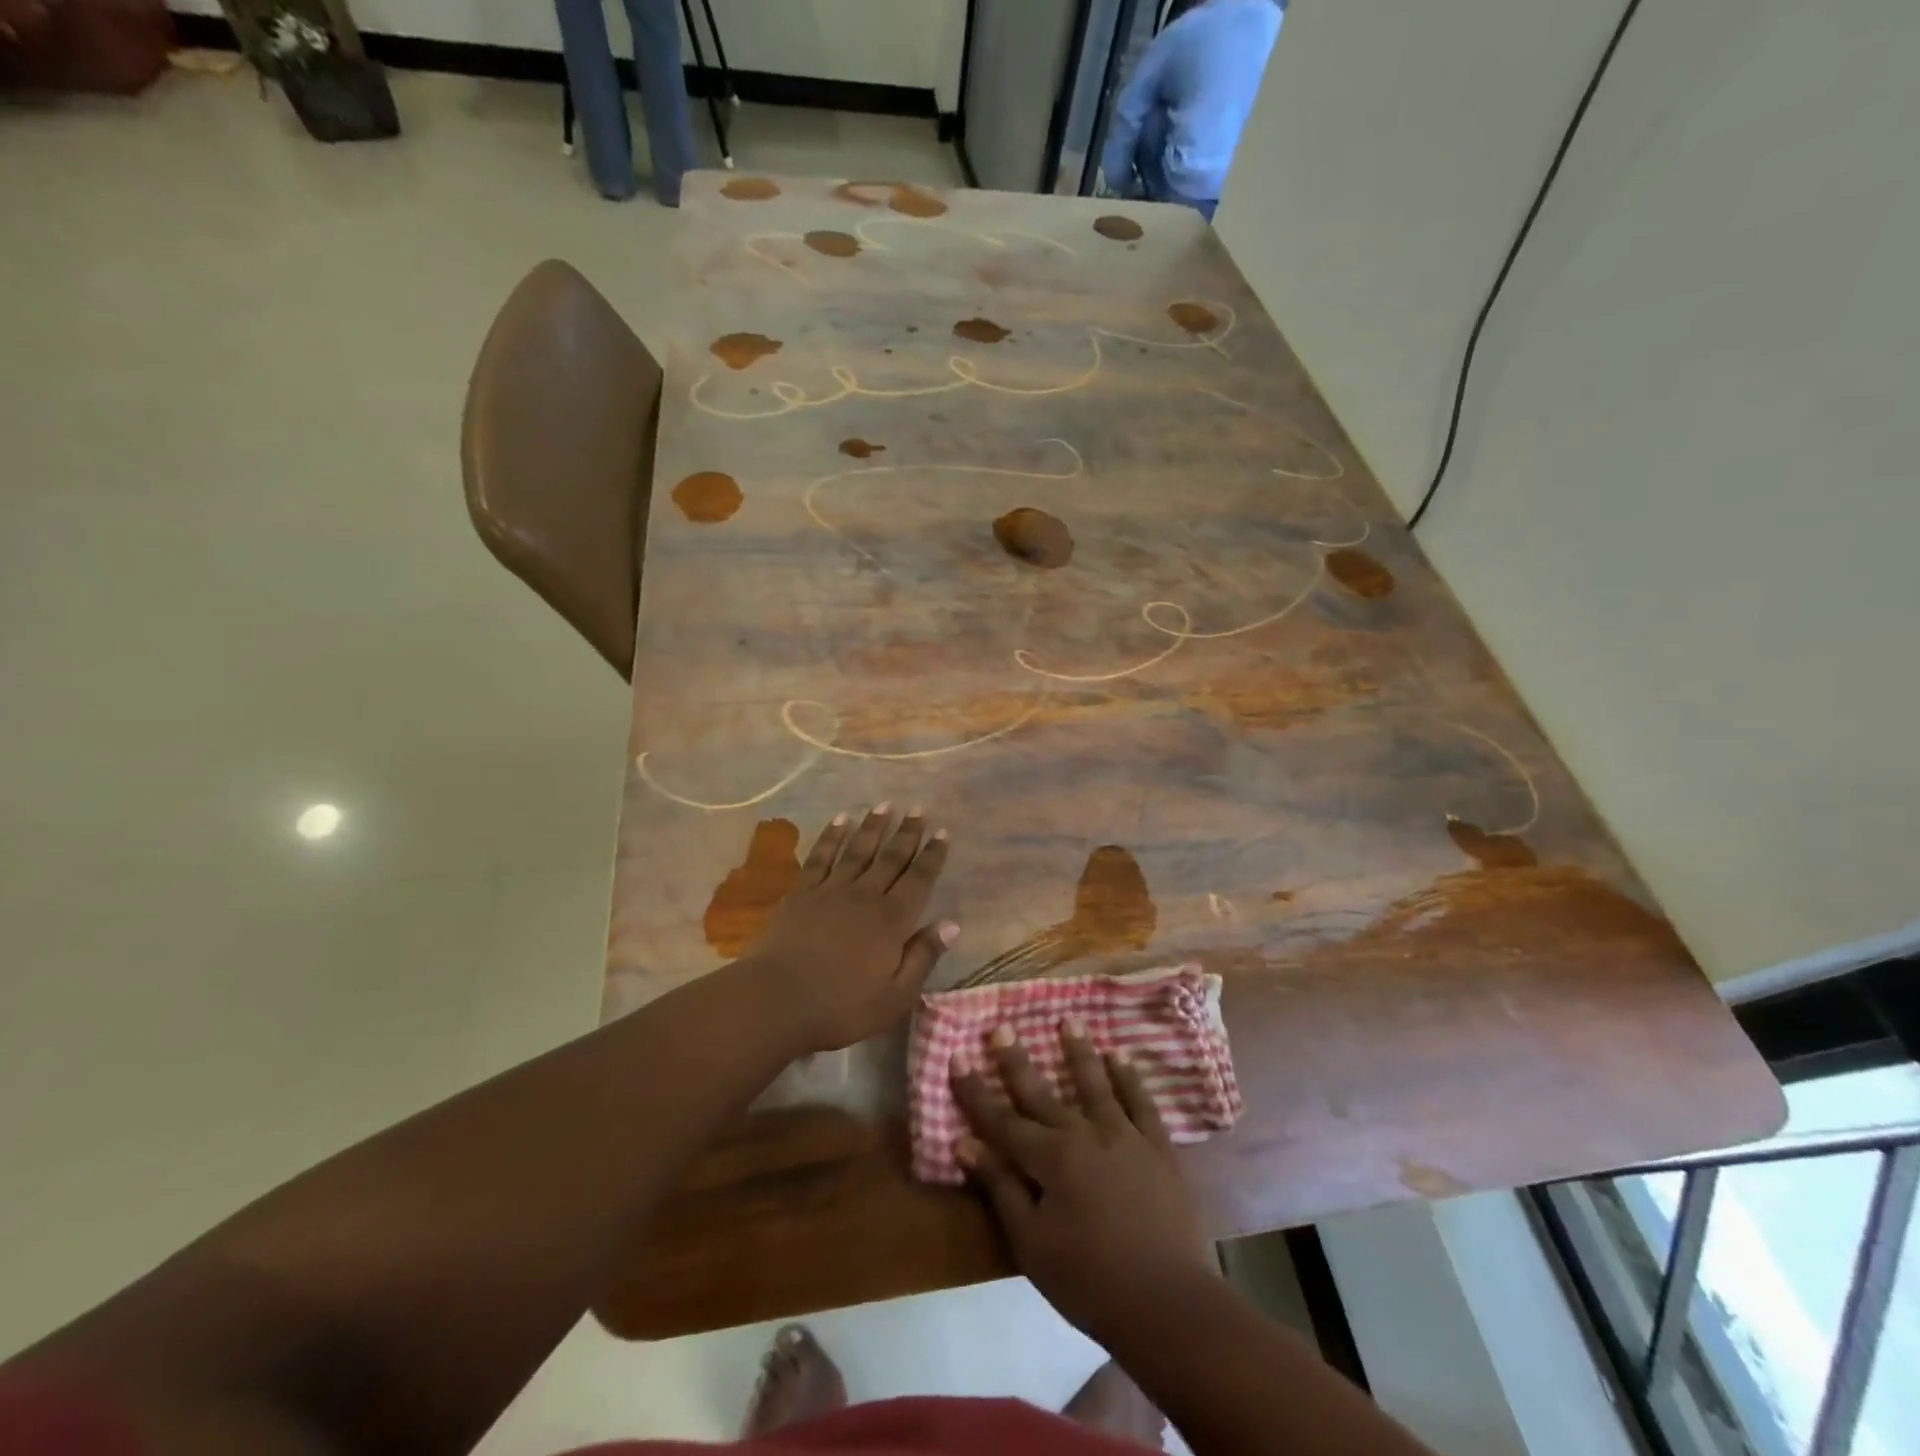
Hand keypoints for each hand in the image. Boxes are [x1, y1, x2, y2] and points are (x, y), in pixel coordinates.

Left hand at [741, 805, 954, 1053]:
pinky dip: (832, 837)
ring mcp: (830, 891)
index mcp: (891, 921)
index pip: (919, 880)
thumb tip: (951, 924)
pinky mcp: (801, 893)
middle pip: (890, 858)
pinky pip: (821, 857)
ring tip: (885, 805)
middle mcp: (864, 896)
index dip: (932, 856)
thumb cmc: (840, 1006)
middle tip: (919, 809)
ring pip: (858, 850)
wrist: (775, 1000)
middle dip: (907, 833)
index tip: (943, 833)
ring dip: (873, 827)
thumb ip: (923, 957)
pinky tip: (840, 821)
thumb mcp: (895, 996)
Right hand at [953, 1021, 1217, 1344]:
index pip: (1002, 1119)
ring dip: (1079, 1052)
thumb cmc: (1089, 1281)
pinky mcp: (1158, 1148)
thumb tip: (966, 1144)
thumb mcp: (1032, 1244)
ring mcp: (1125, 1137)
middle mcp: (1084, 1134)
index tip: (957, 1056)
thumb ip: (1001, 1189)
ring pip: (1095, 1084)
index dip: (976, 1091)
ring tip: (1069, 1020)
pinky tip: (1121, 1057)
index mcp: (1050, 1159)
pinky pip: (1141, 1103)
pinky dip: (1130, 1078)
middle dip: (1017, 1061)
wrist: (1168, 1304)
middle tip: (1002, 1026)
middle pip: (1043, 1093)